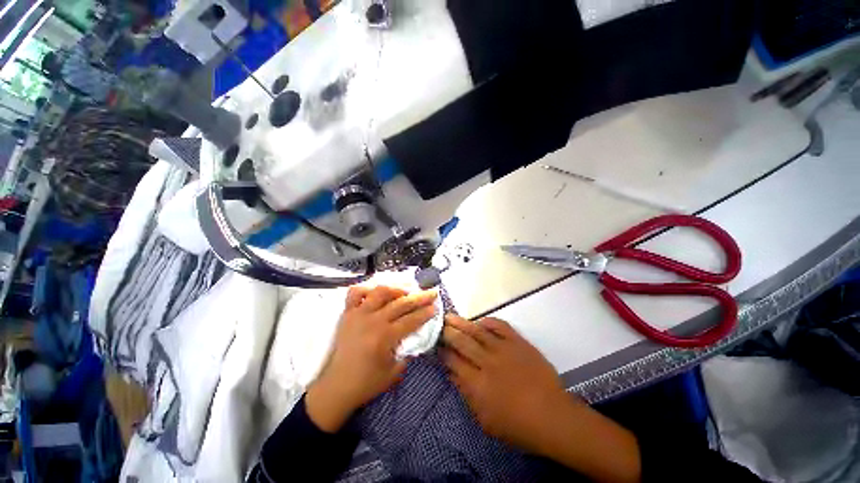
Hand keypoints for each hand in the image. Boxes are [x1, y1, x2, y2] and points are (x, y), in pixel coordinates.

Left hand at [306, 286, 437, 432]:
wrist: (336, 387)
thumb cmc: (366, 382)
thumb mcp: (394, 372)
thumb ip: (407, 352)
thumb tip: (416, 337)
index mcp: (384, 337)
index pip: (411, 320)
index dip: (425, 313)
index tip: (435, 307)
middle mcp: (373, 320)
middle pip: (401, 303)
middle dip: (420, 297)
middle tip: (431, 293)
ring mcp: (359, 314)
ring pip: (380, 291)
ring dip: (396, 289)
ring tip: (406, 291)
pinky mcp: (347, 313)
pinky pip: (355, 293)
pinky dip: (367, 288)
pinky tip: (376, 292)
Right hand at [441, 315, 640, 482]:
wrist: (553, 416)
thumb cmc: (518, 426)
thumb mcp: (485, 420)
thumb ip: (466, 394)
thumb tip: (451, 373)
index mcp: (478, 384)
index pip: (453, 361)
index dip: (442, 351)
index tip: (435, 345)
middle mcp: (487, 362)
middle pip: (462, 342)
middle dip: (447, 332)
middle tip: (438, 325)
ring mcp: (504, 349)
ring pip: (477, 331)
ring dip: (461, 323)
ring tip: (450, 316)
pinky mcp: (518, 342)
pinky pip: (499, 326)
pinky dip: (488, 321)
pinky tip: (479, 321)